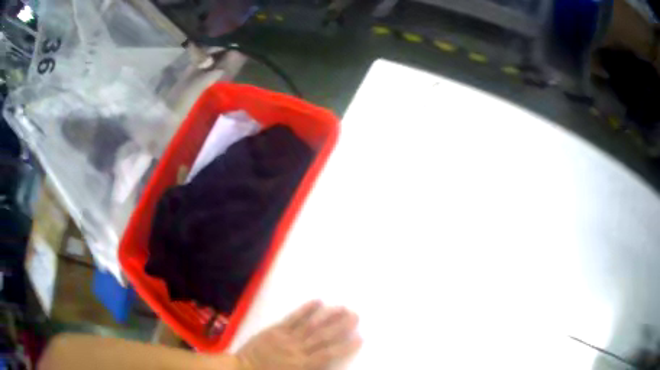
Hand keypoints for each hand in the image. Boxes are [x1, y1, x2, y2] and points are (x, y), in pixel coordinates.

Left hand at [235, 301, 360, 369]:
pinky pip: (293, 318)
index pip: (329, 354)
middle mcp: (297, 349)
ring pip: (311, 325)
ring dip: (328, 315)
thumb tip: (330, 364)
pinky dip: (305, 310)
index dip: (345, 346)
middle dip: (341, 326)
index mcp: (303, 365)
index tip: (360, 338)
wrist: (242, 369)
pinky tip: (317, 301)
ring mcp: (286, 337)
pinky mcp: (275, 329)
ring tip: (342, 307)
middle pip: (323, 336)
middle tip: (356, 315)